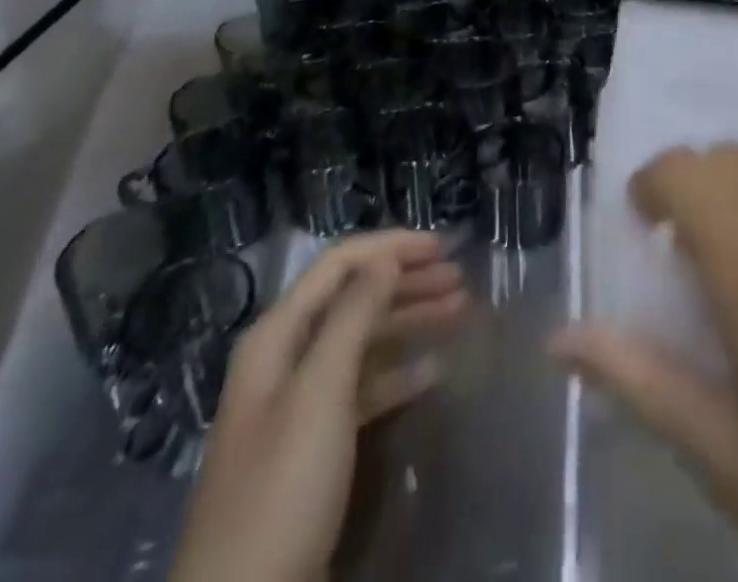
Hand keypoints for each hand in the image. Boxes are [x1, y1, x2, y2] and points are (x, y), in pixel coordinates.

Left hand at [170, 230, 466, 581]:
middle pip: (353, 298)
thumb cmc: (282, 490)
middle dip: (406, 282)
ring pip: (363, 340)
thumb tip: (384, 257)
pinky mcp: (315, 445)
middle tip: (460, 280)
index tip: (443, 246)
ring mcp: (300, 403)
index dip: (391, 248)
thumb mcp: (319, 394)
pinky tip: (434, 372)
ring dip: (409, 321)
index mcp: (278, 335)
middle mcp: (287, 357)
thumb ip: (353, 316)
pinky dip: (399, 373)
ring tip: (460, 312)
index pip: (340, 265)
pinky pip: (364, 387)